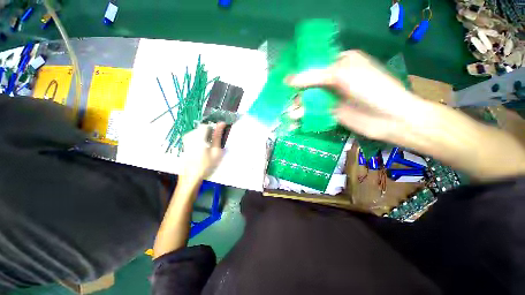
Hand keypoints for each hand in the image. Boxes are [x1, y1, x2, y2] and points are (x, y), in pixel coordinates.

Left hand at [179, 122, 225, 183]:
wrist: (191, 177)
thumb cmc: (206, 165)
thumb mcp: (215, 151)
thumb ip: (218, 136)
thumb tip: (221, 124)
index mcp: (198, 137)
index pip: (205, 126)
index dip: (212, 129)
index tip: (217, 135)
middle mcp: (189, 136)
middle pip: (201, 129)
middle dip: (208, 133)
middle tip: (213, 143)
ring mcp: (185, 141)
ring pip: (197, 132)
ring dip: (204, 136)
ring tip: (208, 146)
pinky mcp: (184, 145)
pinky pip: (193, 137)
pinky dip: (199, 140)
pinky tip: (201, 149)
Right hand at [287, 50, 430, 143]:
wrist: (389, 118)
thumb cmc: (370, 88)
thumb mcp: (341, 75)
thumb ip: (312, 77)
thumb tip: (287, 80)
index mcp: (339, 62)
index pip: (313, 64)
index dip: (298, 71)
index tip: (284, 79)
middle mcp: (334, 79)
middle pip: (309, 83)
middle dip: (296, 92)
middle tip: (285, 99)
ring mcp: (331, 97)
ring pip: (309, 99)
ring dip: (298, 106)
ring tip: (291, 113)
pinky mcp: (329, 112)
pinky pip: (312, 112)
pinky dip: (303, 116)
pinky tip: (295, 120)